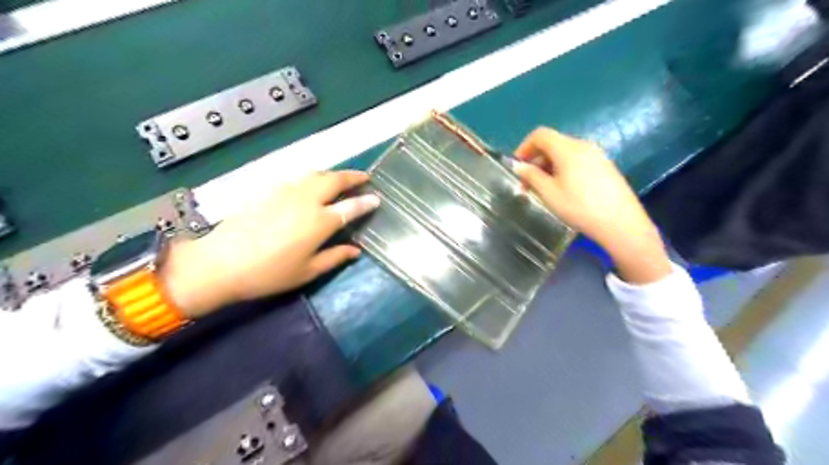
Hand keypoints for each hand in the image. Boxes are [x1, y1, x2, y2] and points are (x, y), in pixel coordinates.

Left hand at [158, 170, 377, 319]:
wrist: (220, 262)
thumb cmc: (269, 273)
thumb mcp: (307, 271)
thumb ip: (335, 257)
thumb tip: (356, 250)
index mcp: (320, 222)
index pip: (350, 206)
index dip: (366, 201)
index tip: (376, 198)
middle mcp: (307, 200)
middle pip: (334, 180)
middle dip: (353, 176)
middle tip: (364, 177)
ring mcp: (286, 192)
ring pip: (316, 174)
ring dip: (333, 174)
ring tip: (341, 179)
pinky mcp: (269, 190)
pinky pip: (298, 177)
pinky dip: (313, 177)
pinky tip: (312, 184)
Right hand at [513, 128, 672, 284]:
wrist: (620, 223)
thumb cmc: (579, 207)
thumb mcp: (549, 193)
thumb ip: (531, 176)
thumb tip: (518, 166)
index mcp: (568, 148)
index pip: (540, 135)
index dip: (524, 147)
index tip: (517, 167)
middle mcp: (583, 145)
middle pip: (553, 143)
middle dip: (536, 160)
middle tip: (527, 184)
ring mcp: (597, 155)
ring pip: (565, 153)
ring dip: (549, 166)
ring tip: (543, 189)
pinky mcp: (605, 166)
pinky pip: (578, 161)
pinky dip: (563, 169)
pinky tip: (563, 190)